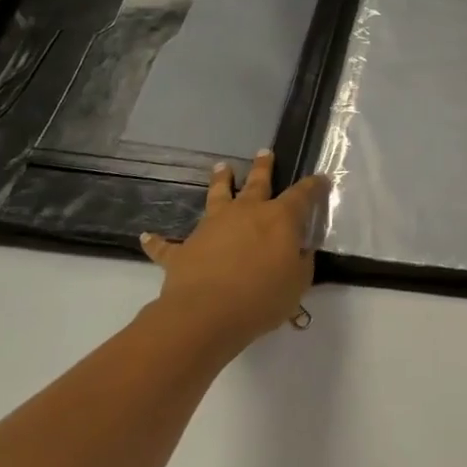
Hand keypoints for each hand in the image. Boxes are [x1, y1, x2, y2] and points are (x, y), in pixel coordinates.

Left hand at [139, 151, 327, 357]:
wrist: (206, 314)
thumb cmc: (262, 297)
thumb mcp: (298, 282)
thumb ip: (301, 262)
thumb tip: (299, 250)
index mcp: (279, 219)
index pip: (302, 195)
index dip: (313, 186)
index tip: (320, 179)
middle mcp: (245, 213)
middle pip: (257, 183)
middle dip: (263, 167)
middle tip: (264, 152)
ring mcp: (211, 227)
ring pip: (216, 196)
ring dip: (219, 181)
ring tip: (221, 167)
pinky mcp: (184, 250)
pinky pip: (167, 245)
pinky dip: (157, 242)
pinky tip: (146, 236)